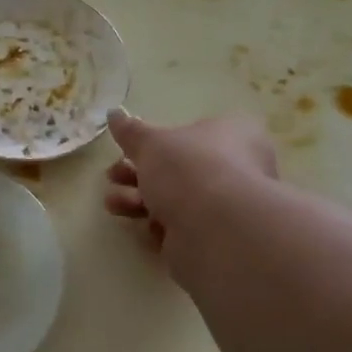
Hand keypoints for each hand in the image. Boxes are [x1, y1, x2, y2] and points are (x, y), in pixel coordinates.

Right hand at [103, 110, 279, 267]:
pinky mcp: (217, 239)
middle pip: (179, 169)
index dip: (158, 142)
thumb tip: (114, 113)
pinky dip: (160, 227)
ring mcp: (228, 207)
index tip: (128, 149)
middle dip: (138, 174)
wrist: (216, 230)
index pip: (195, 133)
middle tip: (113, 176)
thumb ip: (131, 131)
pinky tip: (147, 228)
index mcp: (233, 135)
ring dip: (139, 200)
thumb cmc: (188, 170)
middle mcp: (238, 168)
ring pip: (176, 199)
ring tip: (114, 204)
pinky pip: (181, 228)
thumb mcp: (151, 143)